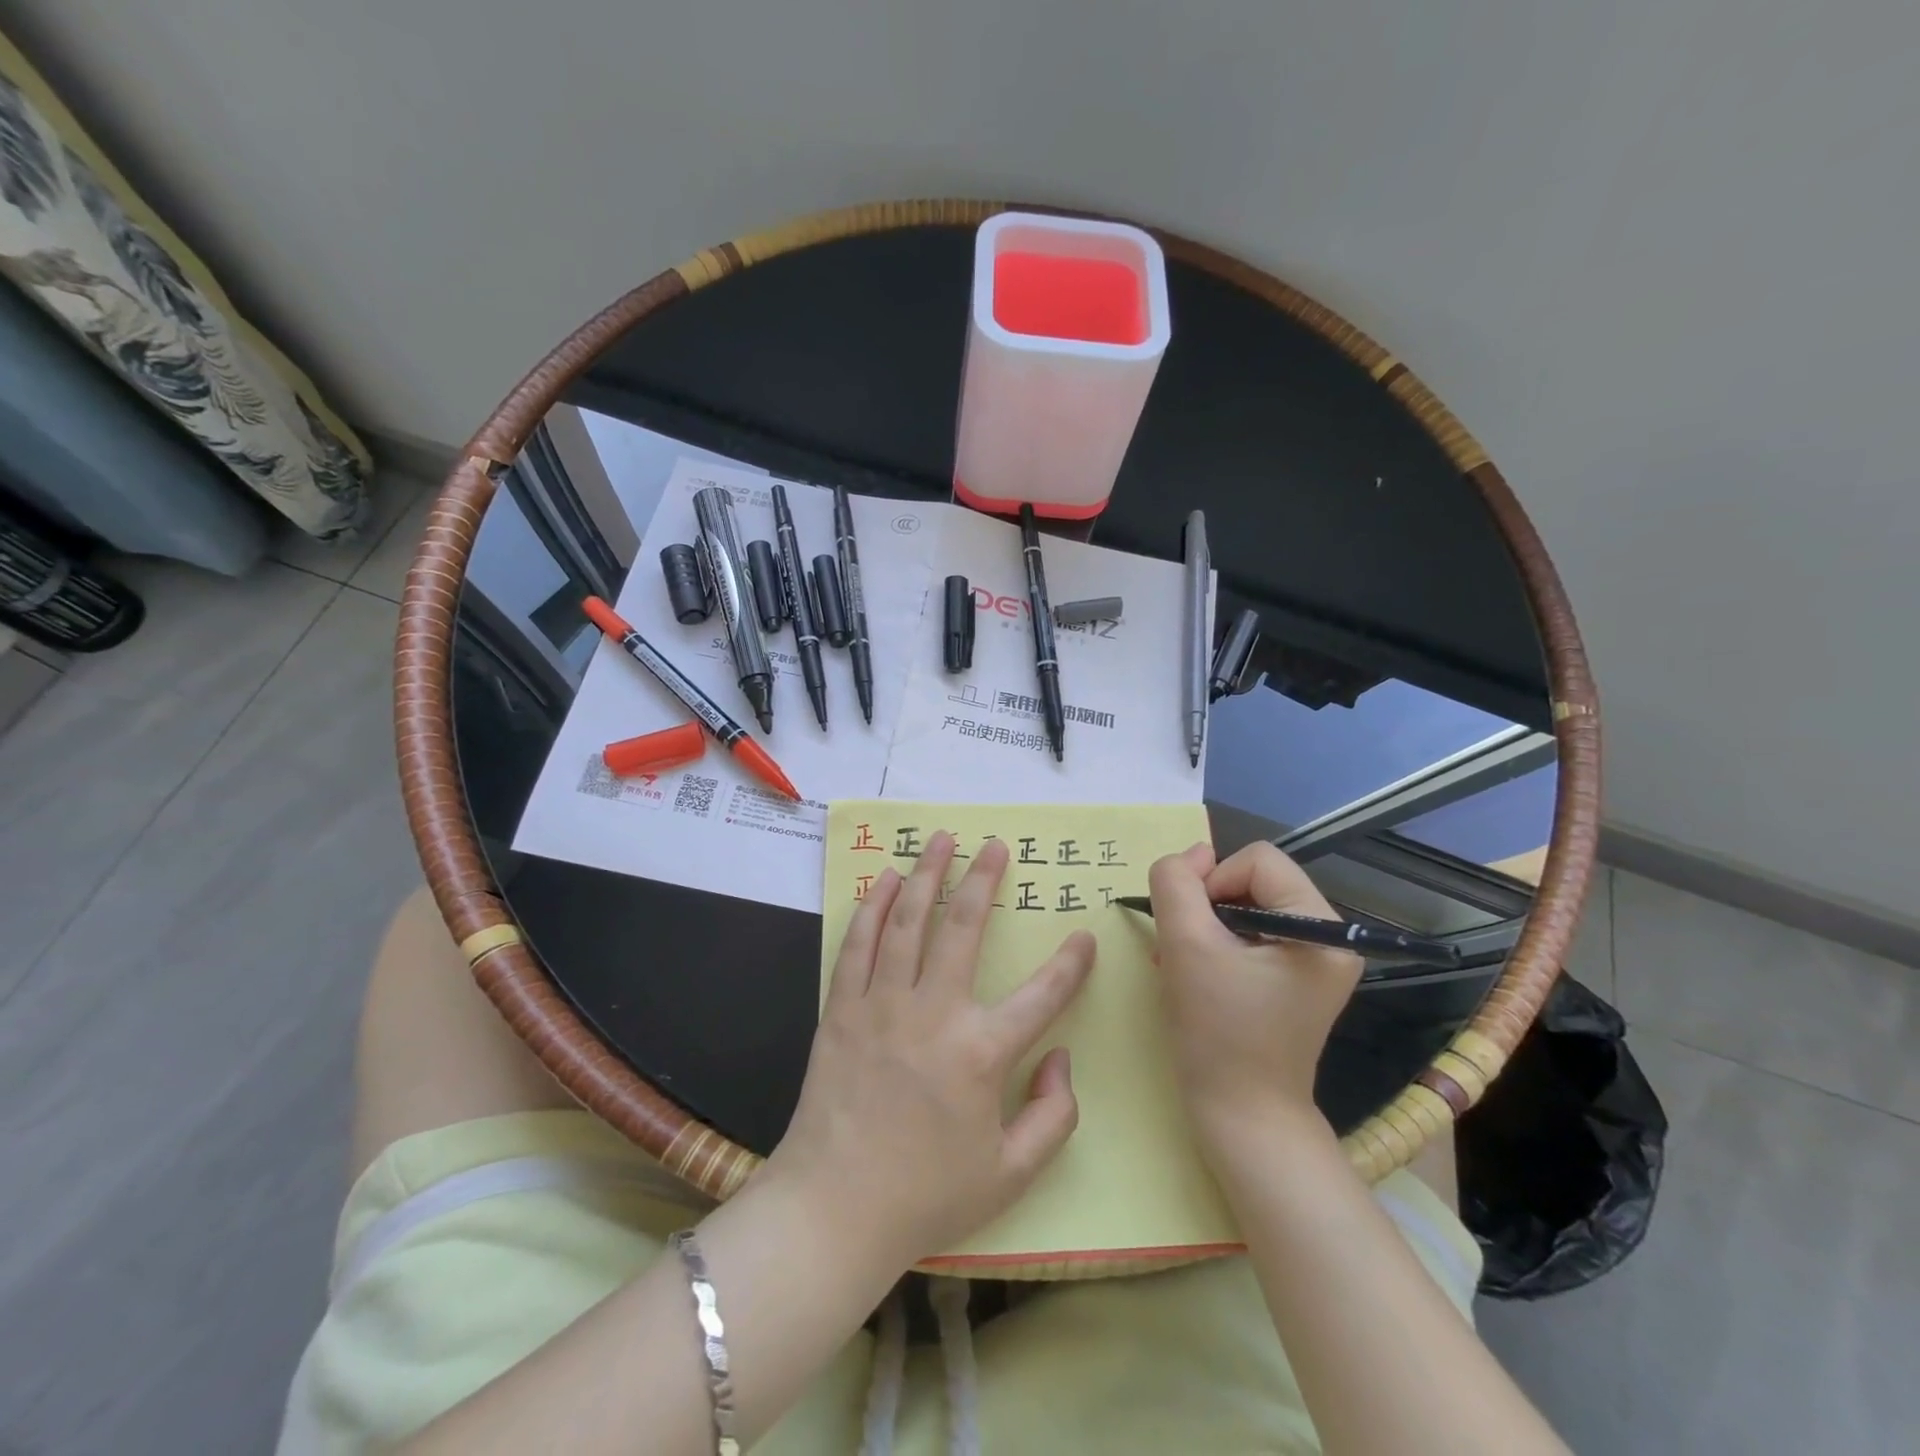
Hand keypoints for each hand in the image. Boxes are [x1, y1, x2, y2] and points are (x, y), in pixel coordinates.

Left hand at [766, 831, 1094, 1267]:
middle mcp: (934, 1014)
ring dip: (925, 874)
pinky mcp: (842, 1009)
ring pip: (908, 921)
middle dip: (983, 879)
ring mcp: (882, 1005)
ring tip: (940, 839)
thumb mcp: (1011, 1174)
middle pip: (964, 928)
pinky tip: (883, 880)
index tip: (1085, 937)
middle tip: (994, 845)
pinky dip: (872, 907)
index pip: (1042, 995)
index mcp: (982, 1054)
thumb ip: (1054, 1116)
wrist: (833, 1209)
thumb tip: (1062, 1058)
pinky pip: (859, 945)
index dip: (1071, 964)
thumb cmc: (927, 1195)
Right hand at [1148, 841, 1360, 1140]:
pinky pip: (1248, 936)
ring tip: (1179, 962)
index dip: (1212, 881)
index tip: (1190, 928)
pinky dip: (1214, 945)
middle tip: (1178, 948)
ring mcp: (1312, 962)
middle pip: (1251, 882)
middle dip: (1205, 907)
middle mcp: (1327, 937)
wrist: (1242, 1117)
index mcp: (1320, 927)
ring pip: (1243, 907)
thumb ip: (1177, 883)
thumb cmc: (1218, 1032)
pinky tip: (1191, 973)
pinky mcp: (1293, 981)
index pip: (1256, 860)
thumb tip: (1190, 854)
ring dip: (1203, 926)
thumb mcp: (1186, 945)